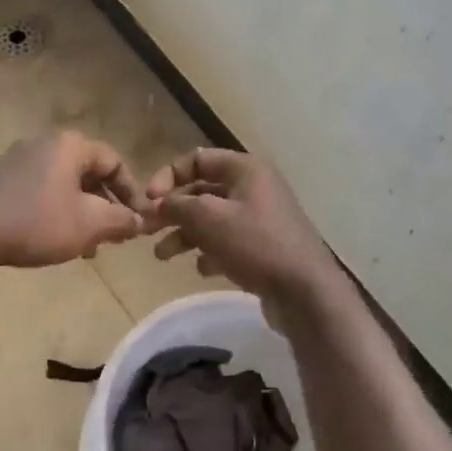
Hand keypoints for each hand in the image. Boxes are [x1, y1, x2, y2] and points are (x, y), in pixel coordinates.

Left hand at [0, 131, 147, 267]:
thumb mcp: (89, 224)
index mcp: (70, 146)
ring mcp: (17, 160)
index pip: (114, 161)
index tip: (137, 220)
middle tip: (112, 236)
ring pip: (63, 185)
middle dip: (105, 206)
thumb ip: (121, 220)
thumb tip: (140, 221)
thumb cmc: (36, 221)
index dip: (131, 192)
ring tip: (85, 246)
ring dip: (80, 213)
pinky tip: (52, 240)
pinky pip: (39, 192)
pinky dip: (54, 212)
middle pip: (87, 173)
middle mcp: (44, 144)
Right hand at [146, 148, 345, 310]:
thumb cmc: (256, 244)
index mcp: (245, 169)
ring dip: (185, 235)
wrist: (304, 291)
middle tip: (147, 231)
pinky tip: (202, 269)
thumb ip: (178, 205)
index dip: (168, 176)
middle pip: (202, 191)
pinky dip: (210, 252)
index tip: (150, 200)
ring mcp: (261, 219)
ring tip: (163, 256)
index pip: (197, 159)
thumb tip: (159, 203)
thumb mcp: (209, 218)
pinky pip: (228, 243)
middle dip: (173, 210)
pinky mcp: (264, 248)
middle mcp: (254, 188)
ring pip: (212, 220)